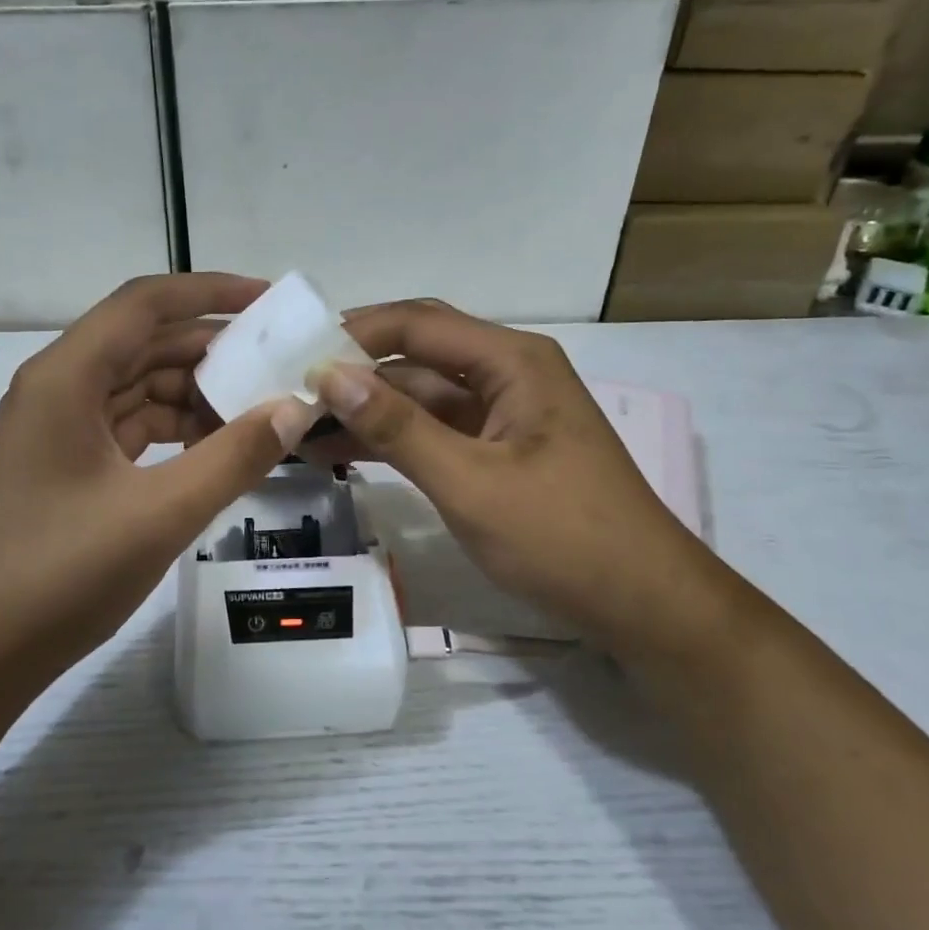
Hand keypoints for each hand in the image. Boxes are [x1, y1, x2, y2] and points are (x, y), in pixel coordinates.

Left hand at [0, 275, 315, 682]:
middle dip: (212, 349)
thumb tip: (294, 409)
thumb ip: (234, 457)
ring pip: (139, 387)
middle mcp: (58, 388)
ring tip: (260, 409)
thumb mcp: (160, 514)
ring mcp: (59, 429)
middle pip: (144, 343)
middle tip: (279, 363)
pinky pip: (131, 427)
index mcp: (66, 377)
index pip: (145, 304)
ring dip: (196, 394)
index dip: (210, 292)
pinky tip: (217, 446)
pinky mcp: (67, 464)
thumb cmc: (60, 575)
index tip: (269, 301)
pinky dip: (175, 430)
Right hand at [312, 299, 726, 653]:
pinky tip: (342, 454)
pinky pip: (434, 433)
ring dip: (365, 412)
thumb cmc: (562, 537)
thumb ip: (398, 427)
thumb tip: (328, 374)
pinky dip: (392, 441)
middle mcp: (507, 375)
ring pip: (419, 398)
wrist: (641, 605)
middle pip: (415, 357)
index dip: (353, 334)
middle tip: (287, 393)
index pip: (417, 325)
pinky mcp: (497, 453)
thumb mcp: (470, 482)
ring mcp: (503, 415)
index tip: (293, 356)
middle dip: (353, 374)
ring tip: (299, 430)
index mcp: (512, 361)